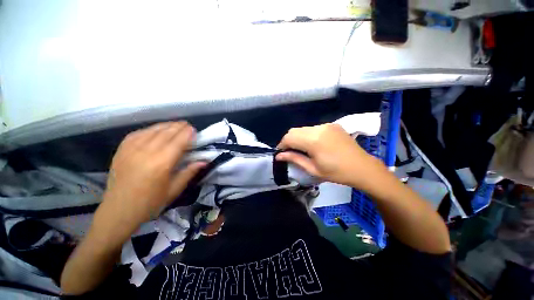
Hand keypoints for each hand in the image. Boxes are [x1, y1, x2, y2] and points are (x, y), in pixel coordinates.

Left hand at [95, 121, 204, 236]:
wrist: (118, 211)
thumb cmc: (150, 203)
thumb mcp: (174, 190)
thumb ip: (189, 172)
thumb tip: (204, 161)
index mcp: (162, 163)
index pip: (178, 141)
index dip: (187, 133)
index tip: (194, 129)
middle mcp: (146, 152)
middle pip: (166, 133)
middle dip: (178, 126)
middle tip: (187, 125)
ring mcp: (131, 149)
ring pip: (153, 130)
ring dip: (166, 126)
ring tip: (175, 125)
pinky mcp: (122, 149)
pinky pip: (138, 133)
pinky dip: (150, 129)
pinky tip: (156, 130)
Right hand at [276, 123, 379, 186]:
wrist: (363, 168)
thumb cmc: (337, 173)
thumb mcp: (313, 169)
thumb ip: (294, 159)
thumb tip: (279, 156)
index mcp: (313, 140)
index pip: (289, 137)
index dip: (282, 145)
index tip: (281, 153)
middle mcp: (318, 128)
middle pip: (294, 131)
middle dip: (288, 141)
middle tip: (289, 152)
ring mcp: (326, 125)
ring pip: (303, 129)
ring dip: (298, 138)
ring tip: (301, 149)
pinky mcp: (332, 125)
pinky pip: (313, 128)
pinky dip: (307, 135)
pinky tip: (312, 144)